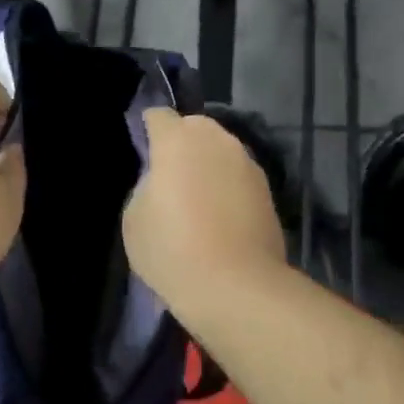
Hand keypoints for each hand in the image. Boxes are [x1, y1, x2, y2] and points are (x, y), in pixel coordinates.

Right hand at [123, 109, 287, 311]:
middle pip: (194, 128)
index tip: (143, 153)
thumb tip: (162, 180)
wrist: (236, 287)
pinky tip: (219, 218)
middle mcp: (218, 140)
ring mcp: (248, 163)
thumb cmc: (173, 250)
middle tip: (168, 179)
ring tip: (196, 201)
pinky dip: (227, 188)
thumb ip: (146, 185)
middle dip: (181, 145)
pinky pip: (238, 178)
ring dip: (208, 166)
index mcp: (178, 139)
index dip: (147, 130)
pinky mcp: (268, 190)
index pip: (158, 116)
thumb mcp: (134, 218)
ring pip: (220, 152)